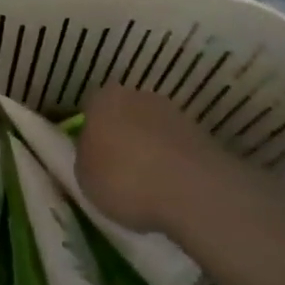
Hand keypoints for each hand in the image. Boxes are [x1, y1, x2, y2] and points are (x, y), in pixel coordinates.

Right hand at [75, 83, 219, 234]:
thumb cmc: (124, 179)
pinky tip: (171, 186)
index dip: (91, 133)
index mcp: (103, 99)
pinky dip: (172, 161)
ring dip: (149, 147)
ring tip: (149, 183)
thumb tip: (94, 153)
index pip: (90, 109)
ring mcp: (172, 111)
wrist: (191, 189)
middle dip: (122, 136)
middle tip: (120, 170)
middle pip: (123, 113)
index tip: (93, 159)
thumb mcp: (84, 177)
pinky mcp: (199, 131)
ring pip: (151, 127)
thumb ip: (86, 158)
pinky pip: (175, 145)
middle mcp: (137, 94)